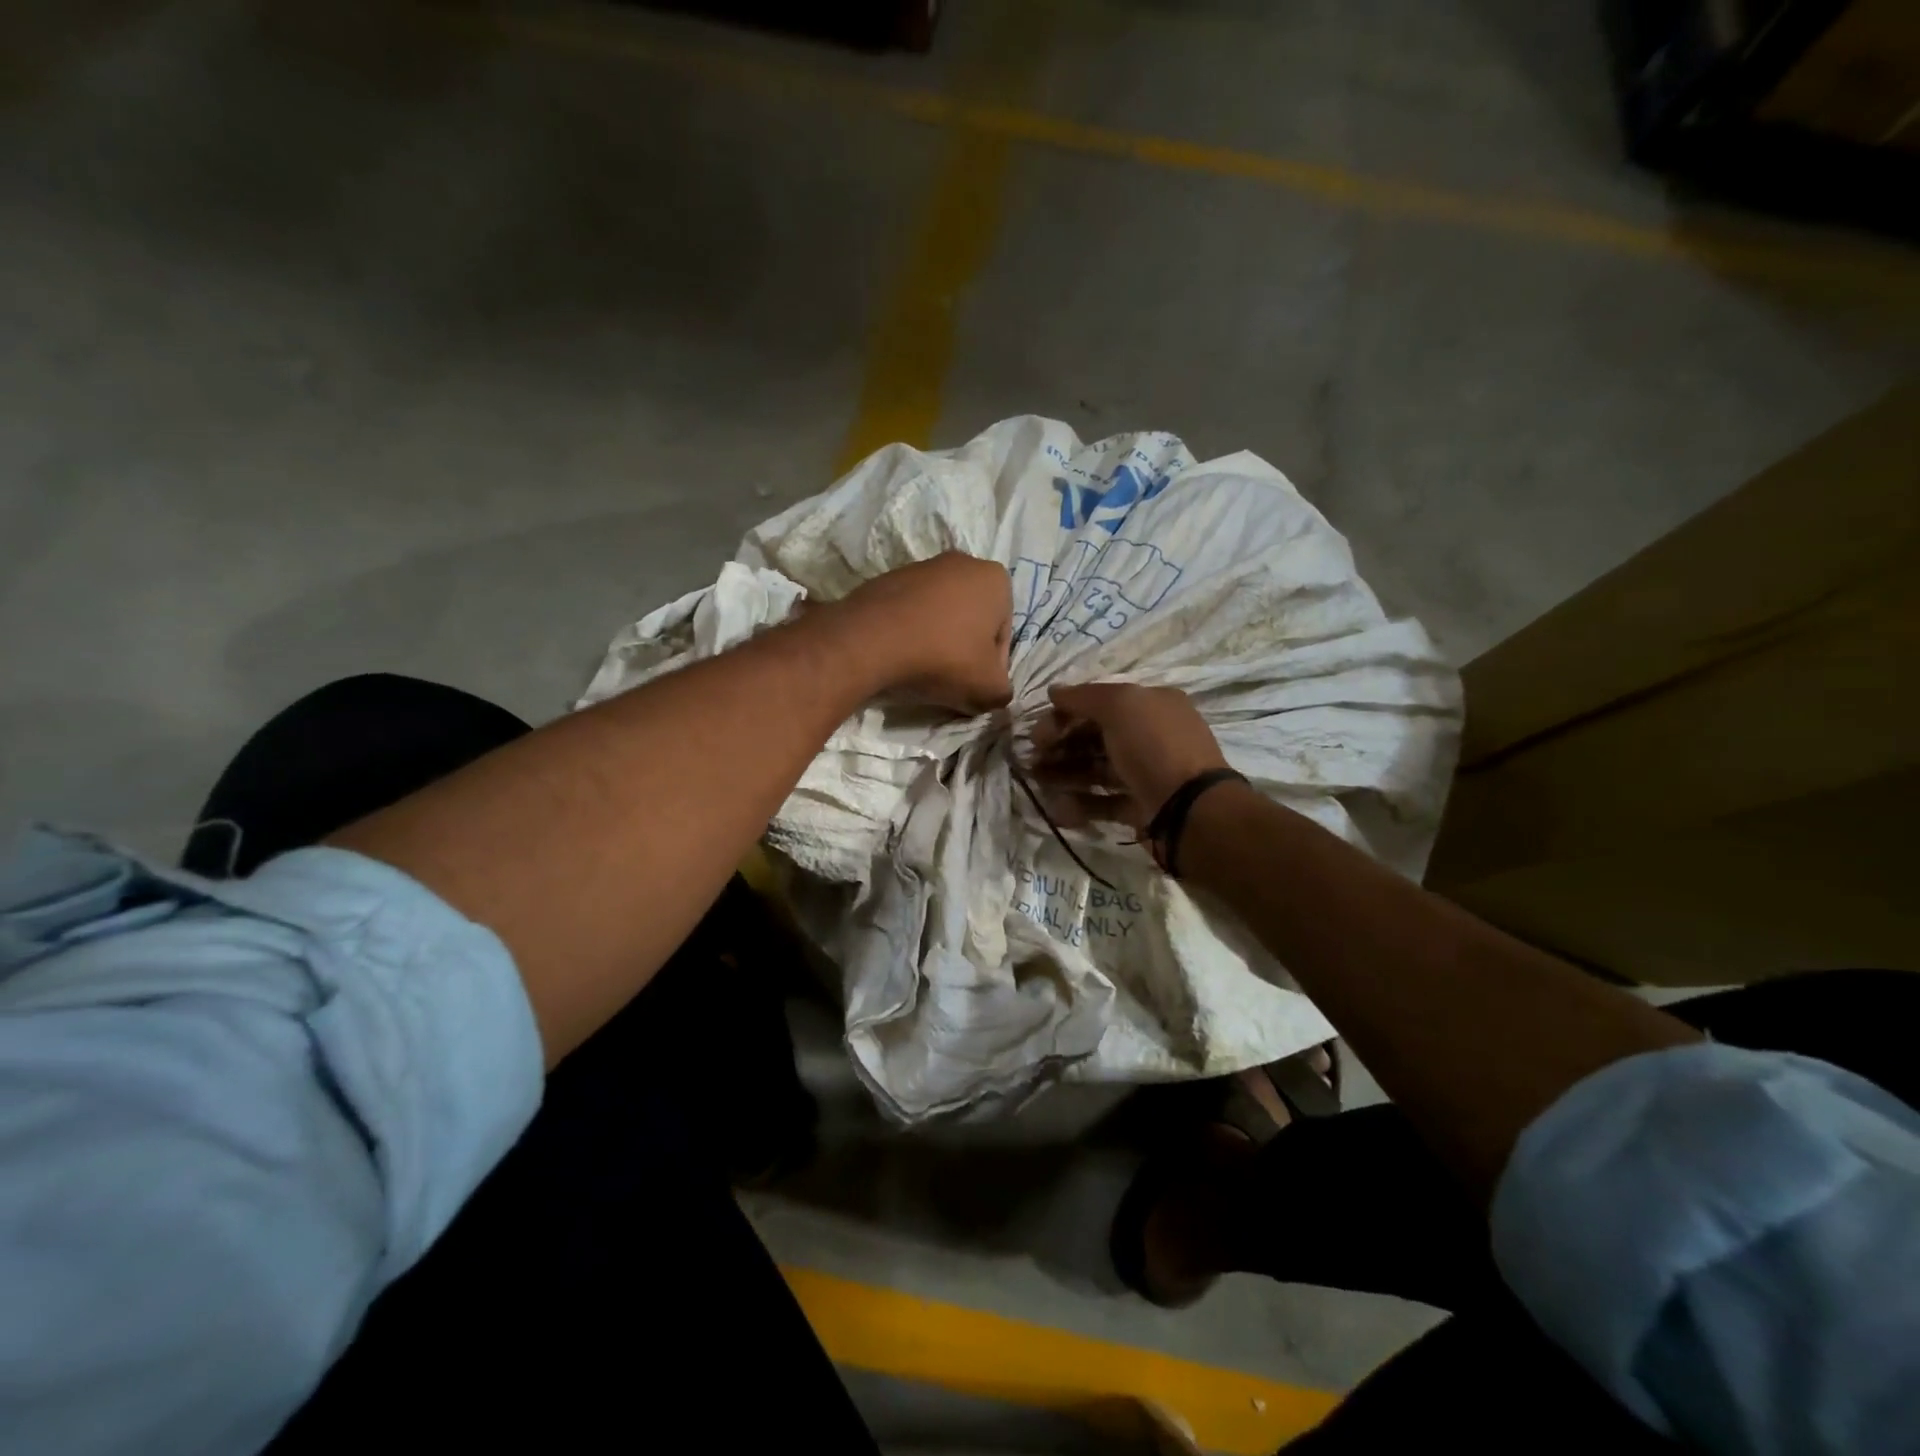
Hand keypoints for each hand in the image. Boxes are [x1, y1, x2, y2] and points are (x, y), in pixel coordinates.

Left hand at [830, 553, 1013, 713]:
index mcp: (995, 579)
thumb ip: (1002, 691)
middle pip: (972, 622)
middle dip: (964, 651)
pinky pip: (909, 614)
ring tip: (921, 671)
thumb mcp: (988, 688)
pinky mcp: (887, 579)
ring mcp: (921, 567)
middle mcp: (962, 562)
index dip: (991, 669)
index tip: (974, 687)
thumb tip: (994, 692)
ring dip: (936, 642)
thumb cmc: (943, 658)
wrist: (870, 641)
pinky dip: (910, 634)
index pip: (1002, 636)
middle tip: (951, 682)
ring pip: (940, 616)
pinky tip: (899, 657)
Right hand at [1030, 682, 1228, 827]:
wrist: (1189, 810)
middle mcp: (1151, 736)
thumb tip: (1054, 691)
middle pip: (1095, 736)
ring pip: (1096, 769)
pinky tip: (1058, 808)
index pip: (1100, 703)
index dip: (1065, 714)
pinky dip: (1080, 803)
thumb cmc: (1154, 747)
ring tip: (1038, 782)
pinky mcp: (1140, 807)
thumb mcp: (1120, 706)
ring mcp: (1145, 774)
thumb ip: (1083, 697)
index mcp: (1152, 705)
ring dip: (1064, 774)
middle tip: (1033, 758)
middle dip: (1061, 745)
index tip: (1038, 731)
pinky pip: (1104, 802)